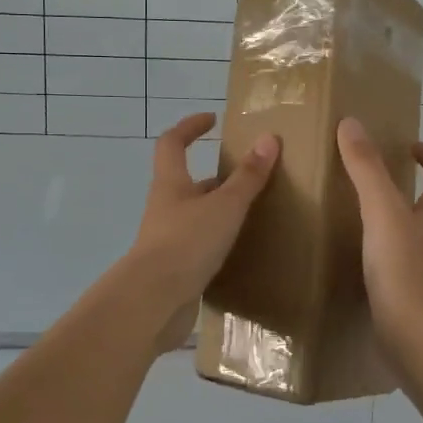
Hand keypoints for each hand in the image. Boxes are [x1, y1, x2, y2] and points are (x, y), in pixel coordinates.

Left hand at [124, 114, 279, 335]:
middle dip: (216, 177)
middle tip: (249, 177)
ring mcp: (167, 239)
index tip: (212, 120)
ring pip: (195, 216)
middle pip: (187, 182)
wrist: (153, 302)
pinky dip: (218, 243)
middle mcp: (165, 207)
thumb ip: (248, 176)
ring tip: (252, 215)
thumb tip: (269, 138)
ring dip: (219, 212)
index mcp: (171, 184)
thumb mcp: (225, 206)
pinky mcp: (174, 268)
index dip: (189, 127)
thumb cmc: (187, 243)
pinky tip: (240, 252)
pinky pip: (198, 246)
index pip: (172, 142)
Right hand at [336, 117, 422, 346]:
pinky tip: (386, 269)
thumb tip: (352, 124)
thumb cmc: (402, 269)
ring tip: (387, 229)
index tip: (409, 150)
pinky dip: (410, 264)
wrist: (416, 337)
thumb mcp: (380, 211)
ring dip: (421, 231)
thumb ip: (366, 168)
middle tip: (392, 191)